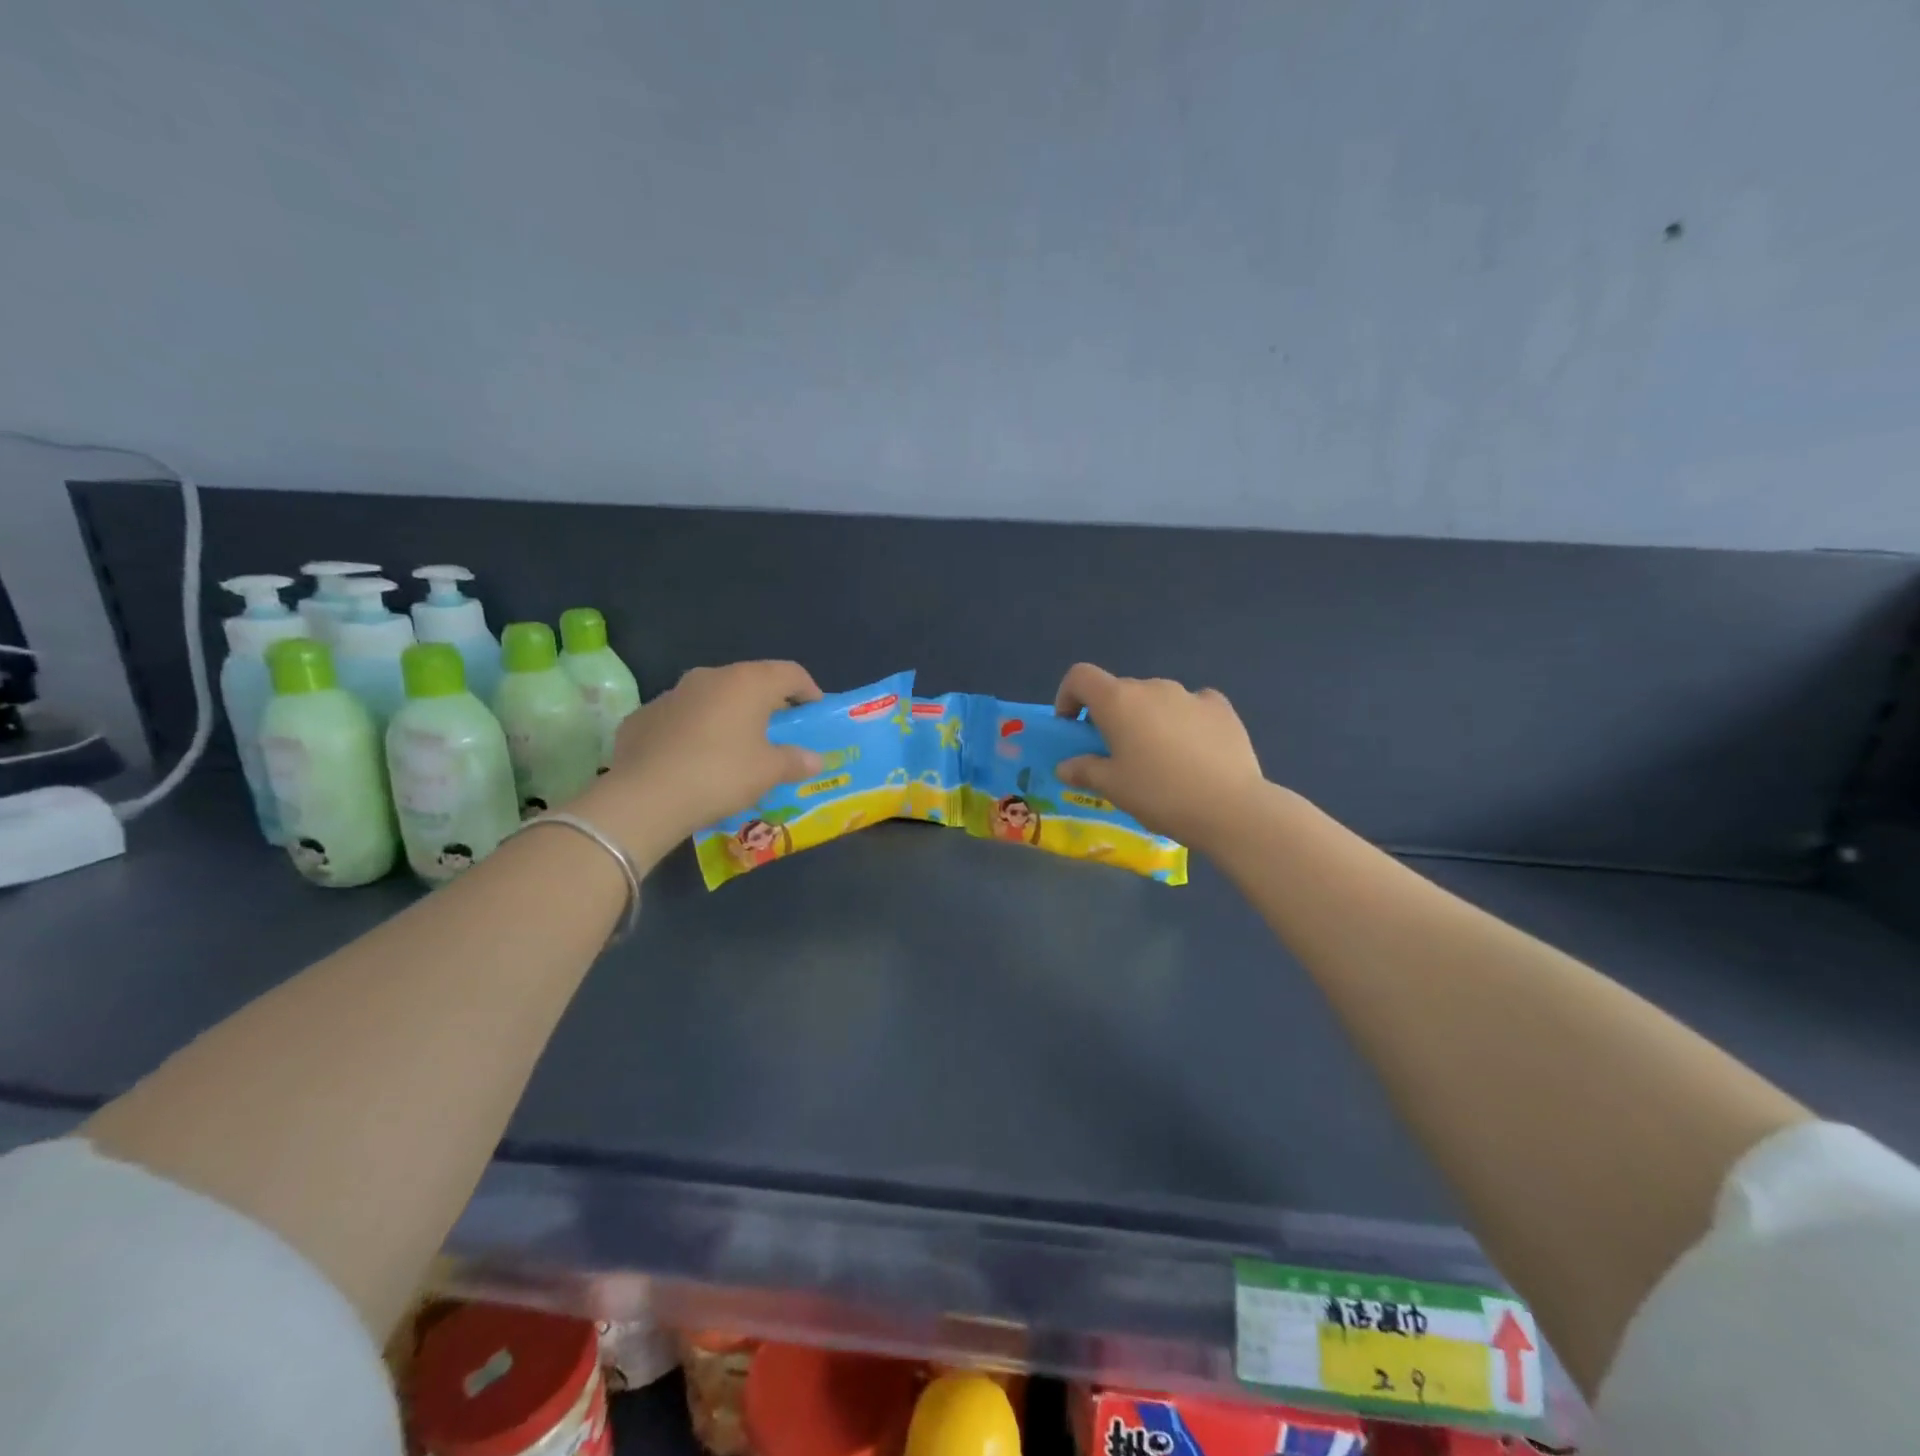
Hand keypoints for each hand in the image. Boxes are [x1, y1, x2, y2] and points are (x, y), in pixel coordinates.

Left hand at [578, 661, 823, 860]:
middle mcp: (709, 677)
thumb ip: (795, 761)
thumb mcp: (768, 772)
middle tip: (779, 732)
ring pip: (712, 698)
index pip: (790, 673)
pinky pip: (681, 718)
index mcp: (747, 682)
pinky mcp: (643, 716)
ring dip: (729, 715)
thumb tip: (815, 760)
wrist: (645, 797)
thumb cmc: (721, 774)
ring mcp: (672, 694)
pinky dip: (695, 731)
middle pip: (750, 682)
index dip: (808, 690)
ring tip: (736, 747)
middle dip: (767, 704)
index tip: (815, 711)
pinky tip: (695, 760)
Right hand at [1053, 663, 1266, 850]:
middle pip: (1120, 691)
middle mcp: (1152, 687)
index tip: (1073, 727)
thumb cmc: (1159, 794)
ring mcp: (1190, 694)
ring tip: (1159, 758)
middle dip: (1111, 716)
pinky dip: (1184, 720)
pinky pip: (1192, 706)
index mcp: (1118, 701)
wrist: (1230, 807)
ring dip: (1148, 719)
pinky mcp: (1221, 708)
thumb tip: (1066, 766)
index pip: (1081, 677)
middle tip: (1116, 754)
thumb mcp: (1113, 788)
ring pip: (1156, 699)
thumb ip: (1084, 770)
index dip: (1068, 696)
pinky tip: (1193, 750)